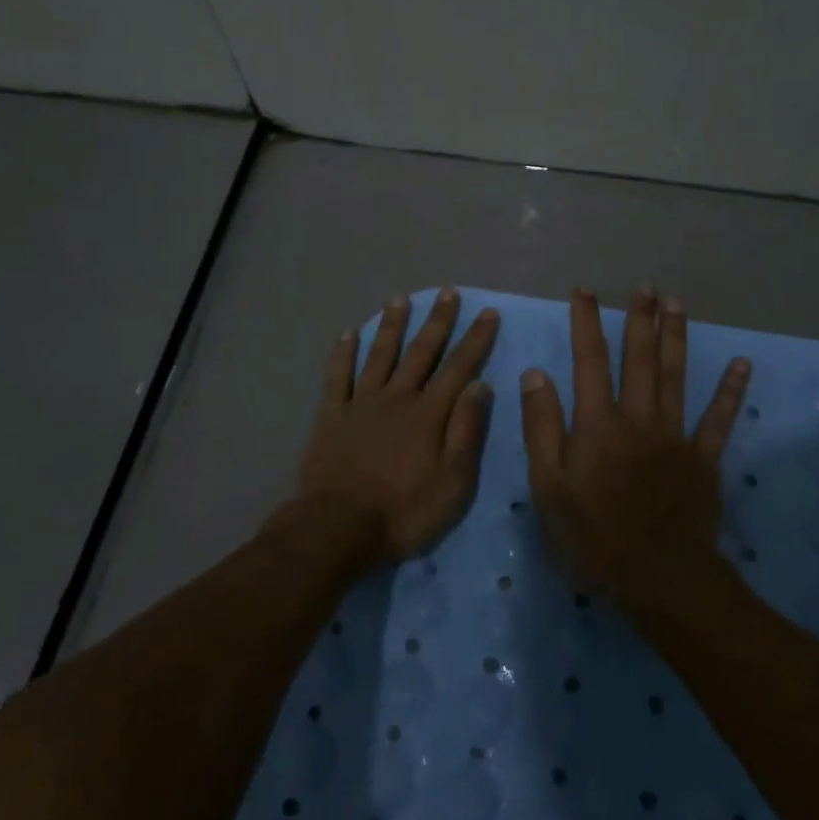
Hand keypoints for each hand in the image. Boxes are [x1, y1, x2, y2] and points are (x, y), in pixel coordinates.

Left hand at [286, 289, 500, 563]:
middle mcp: (397, 398)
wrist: (339, 527)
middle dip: (437, 321)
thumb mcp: (452, 482)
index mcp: (428, 414)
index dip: (475, 340)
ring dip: (391, 325)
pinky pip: (337, 376)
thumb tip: (480, 385)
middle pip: (421, 352)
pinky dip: (342, 353)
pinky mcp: (331, 415)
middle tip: (447, 292)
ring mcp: (361, 403)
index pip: (459, 368)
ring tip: (399, 298)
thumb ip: (466, 431)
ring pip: (379, 355)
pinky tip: (347, 333)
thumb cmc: (403, 512)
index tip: (487, 313)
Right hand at [519, 284, 748, 601]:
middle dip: (640, 319)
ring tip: (677, 303)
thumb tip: (537, 374)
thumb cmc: (593, 537)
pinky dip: (731, 391)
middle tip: (644, 286)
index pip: (589, 360)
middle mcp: (638, 418)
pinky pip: (719, 419)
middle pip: (639, 359)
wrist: (660, 580)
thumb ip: (542, 428)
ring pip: (676, 376)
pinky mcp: (704, 459)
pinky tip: (743, 365)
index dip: (586, 322)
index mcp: (598, 424)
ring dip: (676, 337)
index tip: (584, 290)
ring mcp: (675, 436)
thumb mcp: (548, 487)